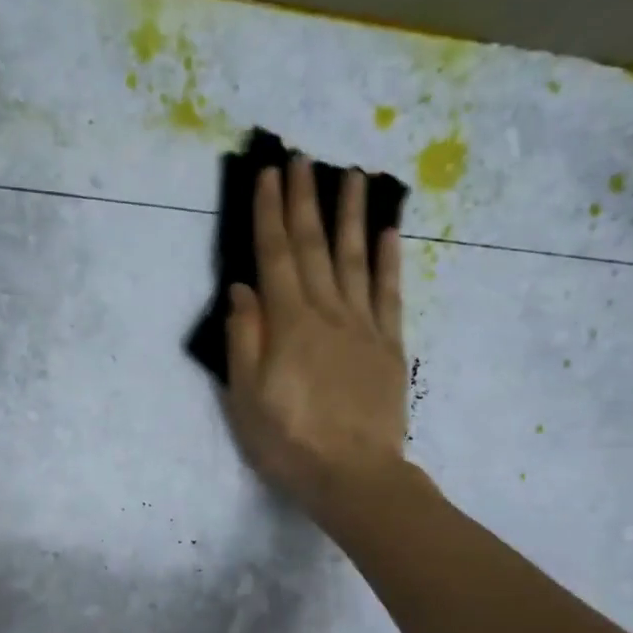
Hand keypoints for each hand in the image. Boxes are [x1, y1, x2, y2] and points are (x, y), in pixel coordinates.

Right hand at [224, 156, 408, 518]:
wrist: (354, 475)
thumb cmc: (288, 441)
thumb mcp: (245, 397)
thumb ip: (245, 339)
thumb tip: (243, 288)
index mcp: (288, 324)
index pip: (275, 256)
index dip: (271, 212)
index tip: (269, 173)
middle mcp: (327, 312)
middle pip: (314, 246)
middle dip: (306, 199)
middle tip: (304, 157)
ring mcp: (363, 326)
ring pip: (356, 258)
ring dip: (351, 215)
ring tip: (352, 175)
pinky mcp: (388, 345)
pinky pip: (389, 292)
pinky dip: (389, 259)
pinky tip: (388, 231)